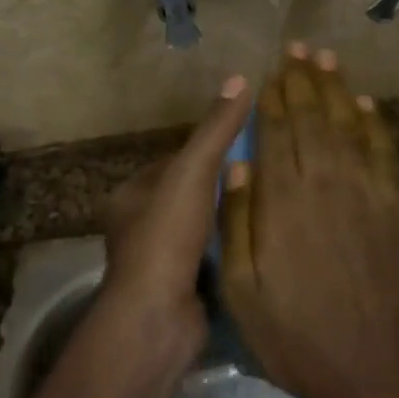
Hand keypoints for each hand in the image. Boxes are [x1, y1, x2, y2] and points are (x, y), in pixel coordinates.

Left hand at [98, 74, 253, 334]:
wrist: (158, 319)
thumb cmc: (166, 235)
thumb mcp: (193, 171)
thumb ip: (216, 129)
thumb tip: (240, 78)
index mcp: (128, 195)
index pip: (172, 161)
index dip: (205, 151)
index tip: (242, 144)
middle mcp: (136, 227)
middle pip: (187, 195)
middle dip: (220, 187)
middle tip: (263, 174)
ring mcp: (157, 263)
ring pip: (200, 229)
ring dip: (228, 220)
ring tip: (269, 204)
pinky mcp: (178, 291)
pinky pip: (209, 259)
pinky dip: (230, 251)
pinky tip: (261, 241)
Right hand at [220, 44, 398, 397]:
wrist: (371, 365)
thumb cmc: (295, 332)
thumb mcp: (241, 287)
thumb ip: (237, 221)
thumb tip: (238, 165)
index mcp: (283, 198)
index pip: (276, 131)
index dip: (274, 97)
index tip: (271, 72)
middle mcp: (324, 180)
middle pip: (312, 116)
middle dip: (303, 79)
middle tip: (299, 48)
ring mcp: (364, 189)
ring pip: (347, 123)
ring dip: (336, 88)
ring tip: (327, 59)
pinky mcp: (394, 204)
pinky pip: (382, 150)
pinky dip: (374, 123)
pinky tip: (366, 103)